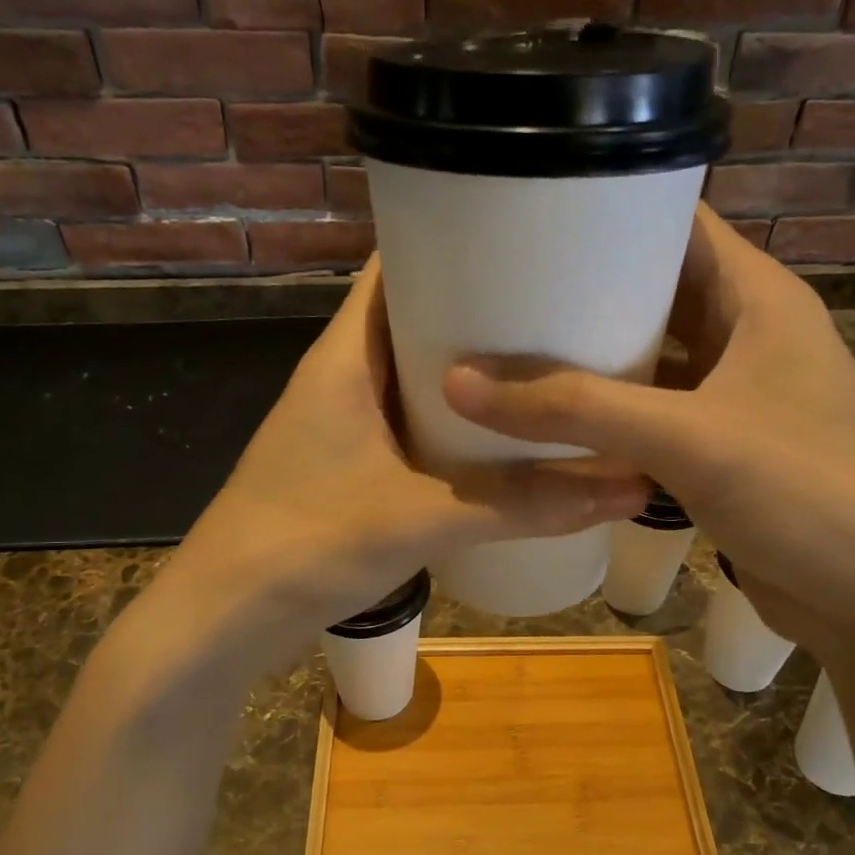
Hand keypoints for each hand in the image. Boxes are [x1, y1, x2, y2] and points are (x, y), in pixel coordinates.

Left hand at [171, 257, 647, 647]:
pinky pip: (418, 426)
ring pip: (422, 378)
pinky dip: (460, 425)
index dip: (458, 240)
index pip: (398, 266)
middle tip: (568, 305)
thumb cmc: (306, 544)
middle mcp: (346, 377)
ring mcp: (349, 424)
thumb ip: (521, 505)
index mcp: (346, 356)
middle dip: (486, 311)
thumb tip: (627, 488)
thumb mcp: (421, 518)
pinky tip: (510, 438)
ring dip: (476, 375)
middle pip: (421, 320)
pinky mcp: (356, 467)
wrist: (226, 618)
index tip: (531, 236)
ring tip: (553, 363)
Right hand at [442, 203, 854, 660]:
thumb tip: (460, 382)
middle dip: (582, 292)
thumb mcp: (688, 439)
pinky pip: (651, 415)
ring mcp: (734, 396)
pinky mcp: (721, 450)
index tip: (525, 219)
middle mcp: (747, 335)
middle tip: (496, 291)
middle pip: (653, 292)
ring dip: (590, 359)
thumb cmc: (807, 494)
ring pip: (648, 359)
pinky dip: (606, 416)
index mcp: (757, 298)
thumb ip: (576, 409)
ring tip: (506, 349)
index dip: (607, 212)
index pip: (676, 223)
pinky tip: (550, 422)